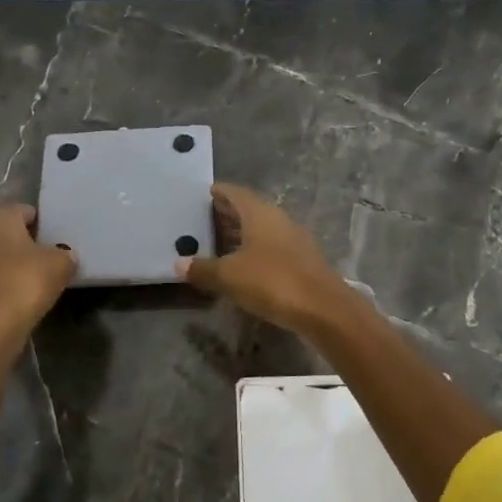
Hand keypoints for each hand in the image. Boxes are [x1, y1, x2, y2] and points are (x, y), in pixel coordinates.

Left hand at [0, 203, 77, 346]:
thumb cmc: (27, 282)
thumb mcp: (61, 264)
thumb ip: (65, 254)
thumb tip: (65, 255)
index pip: (25, 211)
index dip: (43, 225)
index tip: (56, 242)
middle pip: (6, 229)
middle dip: (23, 239)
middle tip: (44, 256)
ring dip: (10, 259)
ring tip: (32, 275)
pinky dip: (0, 277)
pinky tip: (17, 291)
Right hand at [175, 183, 350, 333]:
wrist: (323, 308)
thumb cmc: (272, 281)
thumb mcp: (229, 276)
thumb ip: (203, 269)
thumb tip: (178, 263)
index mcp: (260, 213)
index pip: (236, 193)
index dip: (220, 192)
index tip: (205, 193)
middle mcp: (279, 220)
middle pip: (250, 210)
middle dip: (229, 213)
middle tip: (206, 218)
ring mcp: (294, 240)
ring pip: (263, 229)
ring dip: (243, 233)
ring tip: (220, 242)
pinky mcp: (303, 261)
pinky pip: (273, 247)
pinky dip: (256, 250)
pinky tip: (245, 265)